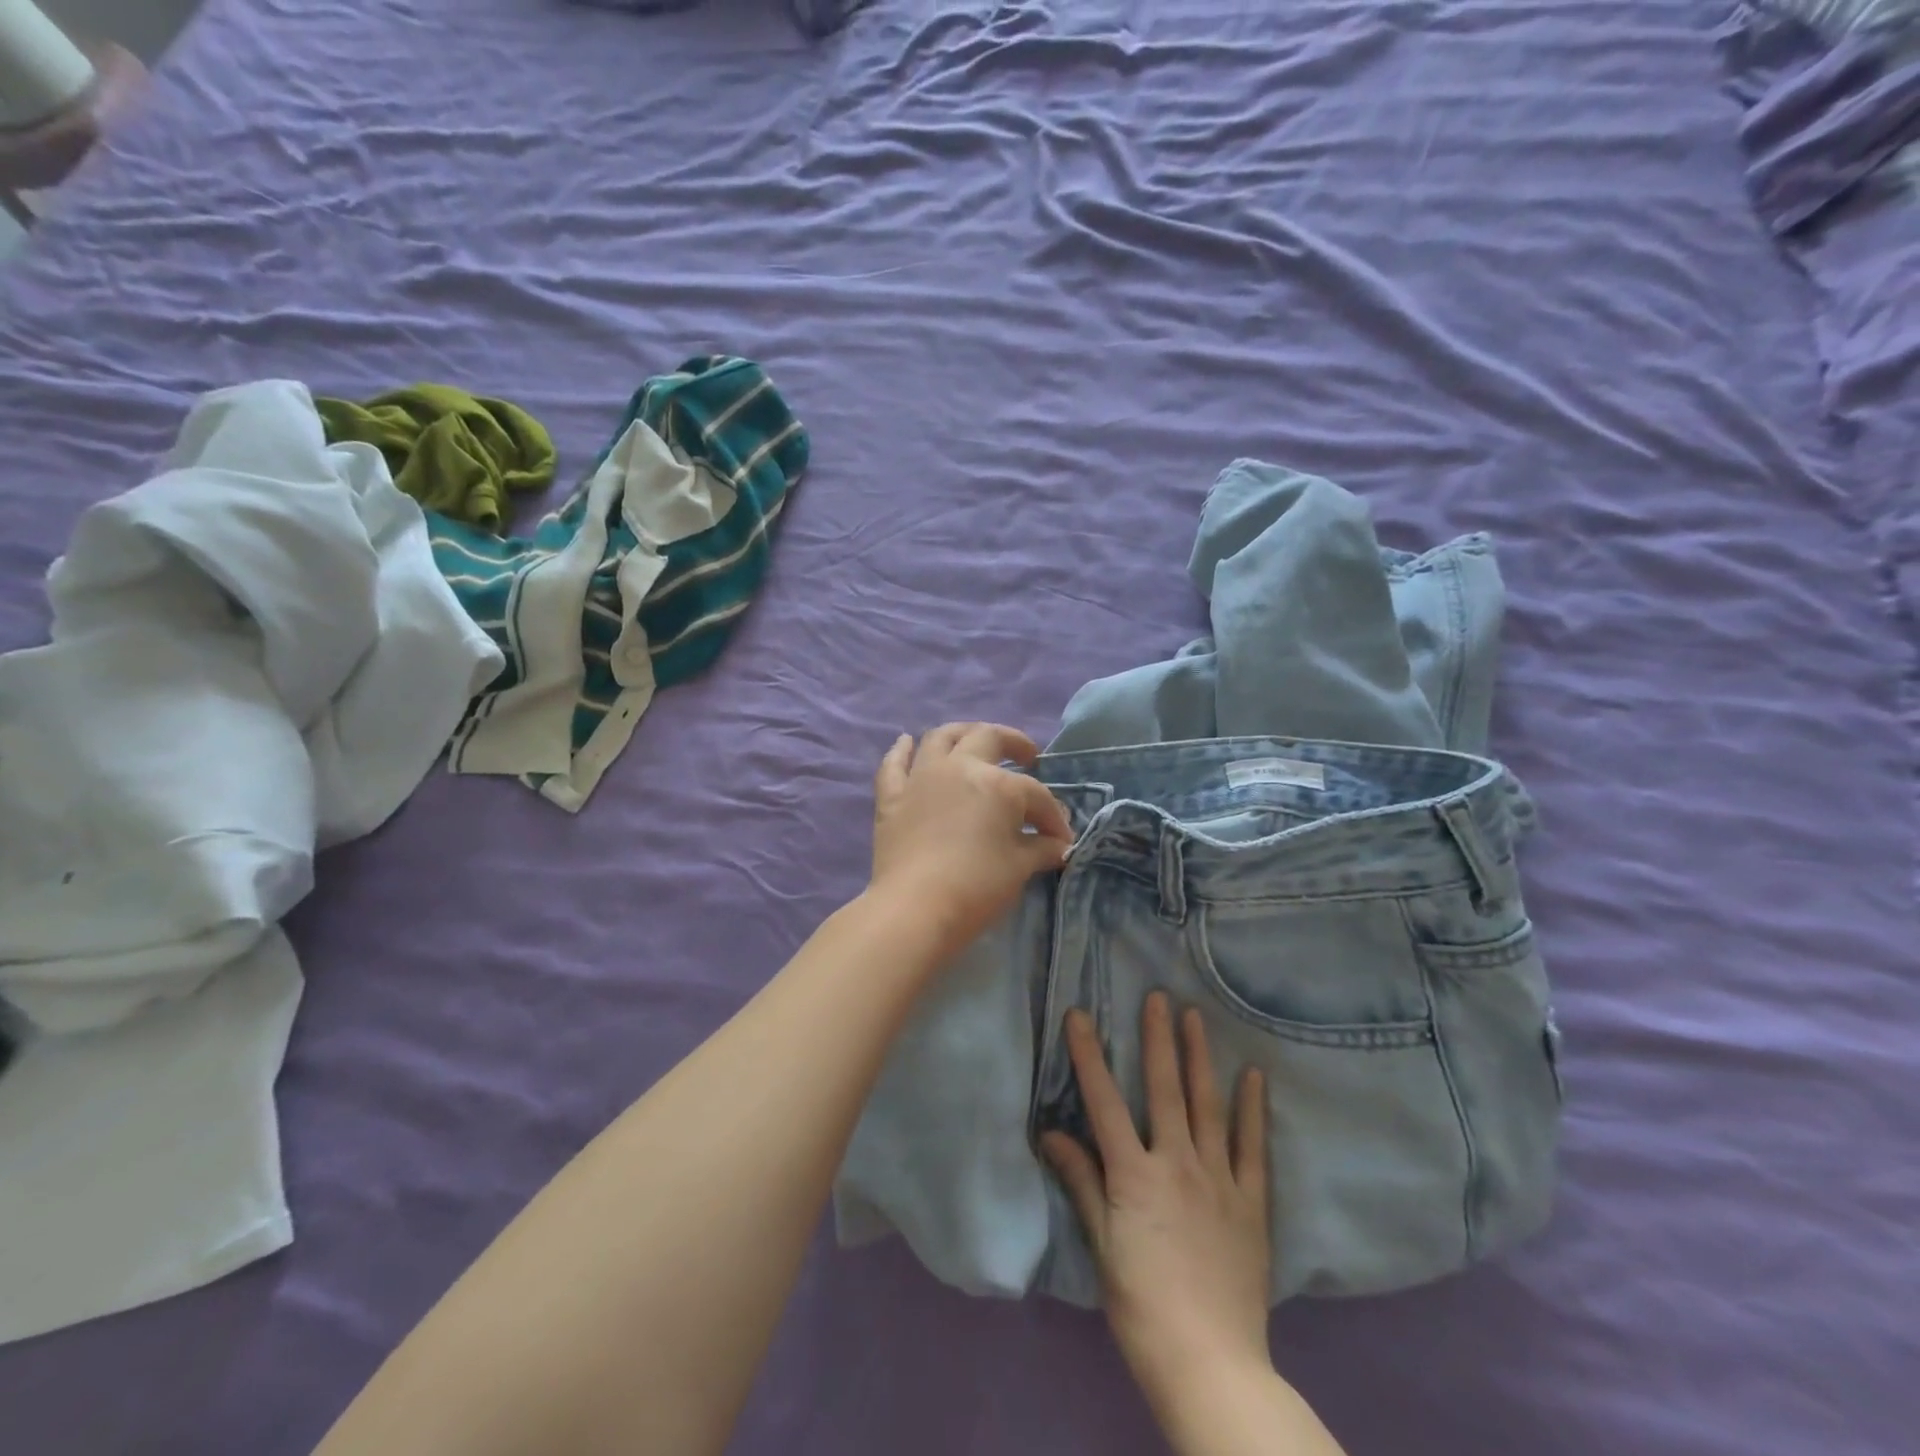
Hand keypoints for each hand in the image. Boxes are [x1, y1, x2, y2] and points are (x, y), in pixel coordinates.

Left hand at [869, 723, 1073, 964]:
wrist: (915, 908)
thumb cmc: (977, 886)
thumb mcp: (1020, 867)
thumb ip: (1041, 849)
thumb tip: (1058, 845)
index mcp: (997, 784)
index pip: (1034, 794)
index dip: (1052, 816)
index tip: (1061, 840)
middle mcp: (958, 768)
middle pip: (988, 739)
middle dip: (1013, 744)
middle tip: (1027, 756)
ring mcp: (921, 778)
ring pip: (941, 738)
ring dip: (962, 733)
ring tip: (974, 738)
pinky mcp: (891, 798)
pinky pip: (893, 765)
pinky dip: (901, 751)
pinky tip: (906, 742)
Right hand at [1042, 994, 1272, 1408]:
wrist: (1211, 1366)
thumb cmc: (1142, 1308)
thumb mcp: (1102, 1246)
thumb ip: (1081, 1182)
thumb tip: (1050, 1132)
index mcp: (1134, 1175)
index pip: (1104, 1102)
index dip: (1089, 1055)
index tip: (1080, 1015)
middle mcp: (1177, 1164)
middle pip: (1164, 1089)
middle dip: (1157, 1039)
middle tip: (1157, 996)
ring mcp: (1218, 1180)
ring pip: (1207, 1105)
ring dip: (1199, 1058)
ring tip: (1195, 1017)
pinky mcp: (1251, 1202)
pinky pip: (1251, 1147)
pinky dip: (1252, 1109)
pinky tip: (1253, 1077)